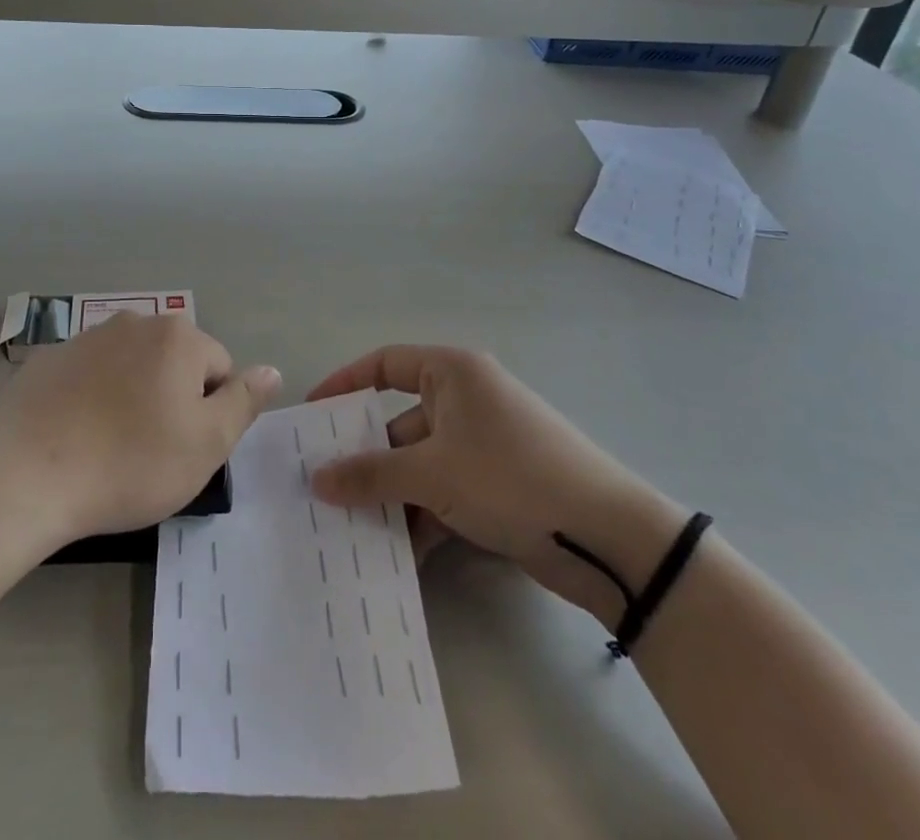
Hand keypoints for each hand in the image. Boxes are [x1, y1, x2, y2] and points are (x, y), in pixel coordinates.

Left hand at [0, 313, 281, 545]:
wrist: (26, 477)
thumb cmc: (130, 462)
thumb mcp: (206, 444)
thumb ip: (244, 402)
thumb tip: (271, 371)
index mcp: (177, 336)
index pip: (218, 369)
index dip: (209, 413)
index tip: (184, 449)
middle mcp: (134, 321)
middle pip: (173, 362)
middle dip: (171, 399)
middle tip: (151, 451)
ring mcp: (85, 337)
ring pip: (130, 368)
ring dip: (132, 397)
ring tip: (111, 447)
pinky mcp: (48, 359)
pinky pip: (88, 377)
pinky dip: (91, 399)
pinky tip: (75, 438)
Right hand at [307, 346, 684, 625]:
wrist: (607, 538)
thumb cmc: (511, 477)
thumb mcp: (432, 473)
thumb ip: (370, 474)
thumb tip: (316, 479)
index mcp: (452, 374)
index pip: (384, 364)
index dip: (345, 383)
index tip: (312, 414)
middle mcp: (465, 401)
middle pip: (398, 423)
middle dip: (365, 458)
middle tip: (322, 487)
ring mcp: (482, 446)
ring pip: (419, 465)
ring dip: (391, 497)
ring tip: (350, 530)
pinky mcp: (495, 486)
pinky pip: (442, 493)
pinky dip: (421, 518)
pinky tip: (397, 555)